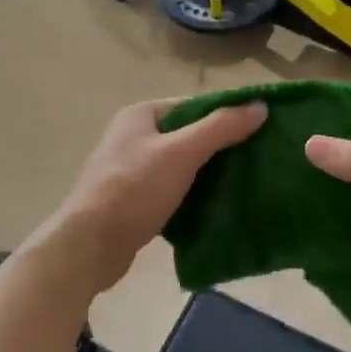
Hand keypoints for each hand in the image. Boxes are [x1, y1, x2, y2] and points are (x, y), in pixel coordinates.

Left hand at [39, 98, 267, 293]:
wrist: (90, 246)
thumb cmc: (134, 190)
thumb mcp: (181, 153)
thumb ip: (220, 128)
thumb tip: (260, 106)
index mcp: (141, 115)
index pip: (194, 106)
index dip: (226, 115)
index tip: (260, 130)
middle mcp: (133, 137)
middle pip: (189, 135)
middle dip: (221, 147)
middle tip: (257, 159)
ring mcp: (131, 170)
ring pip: (181, 165)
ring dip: (209, 173)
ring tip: (244, 183)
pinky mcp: (133, 200)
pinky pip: (172, 189)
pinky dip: (193, 195)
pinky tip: (217, 206)